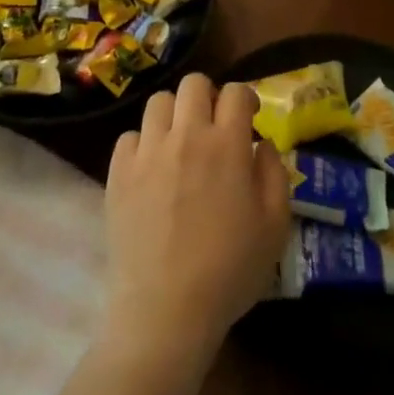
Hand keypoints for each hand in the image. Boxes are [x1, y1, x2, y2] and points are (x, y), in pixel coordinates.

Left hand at [103, 75, 290, 365]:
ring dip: (175, 115)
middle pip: (193, 83)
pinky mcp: (118, 174)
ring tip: (181, 143)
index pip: (236, 92)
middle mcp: (185, 136)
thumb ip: (275, 173)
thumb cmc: (230, 270)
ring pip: (158, 102)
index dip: (246, 99)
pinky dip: (145, 144)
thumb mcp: (275, 225)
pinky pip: (130, 136)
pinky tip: (153, 170)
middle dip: (209, 96)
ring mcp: (147, 153)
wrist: (165, 310)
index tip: (249, 118)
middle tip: (215, 127)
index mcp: (227, 144)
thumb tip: (261, 143)